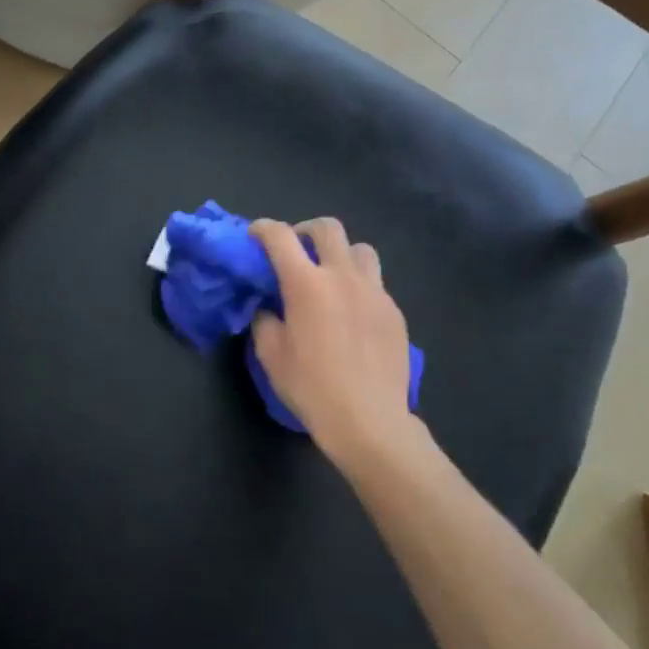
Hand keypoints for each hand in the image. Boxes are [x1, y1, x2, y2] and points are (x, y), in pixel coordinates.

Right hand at [249, 218, 418, 466]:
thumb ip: (264, 319)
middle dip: (306, 231)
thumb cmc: (312, 387)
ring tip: (331, 276)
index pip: (280, 236)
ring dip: (340, 254)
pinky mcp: (393, 311)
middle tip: (296, 251)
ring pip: (360, 249)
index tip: (255, 235)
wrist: (369, 421)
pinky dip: (359, 285)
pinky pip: (375, 282)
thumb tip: (267, 305)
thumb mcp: (271, 355)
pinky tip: (352, 313)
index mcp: (306, 283)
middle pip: (327, 228)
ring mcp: (374, 291)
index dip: (263, 228)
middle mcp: (342, 276)